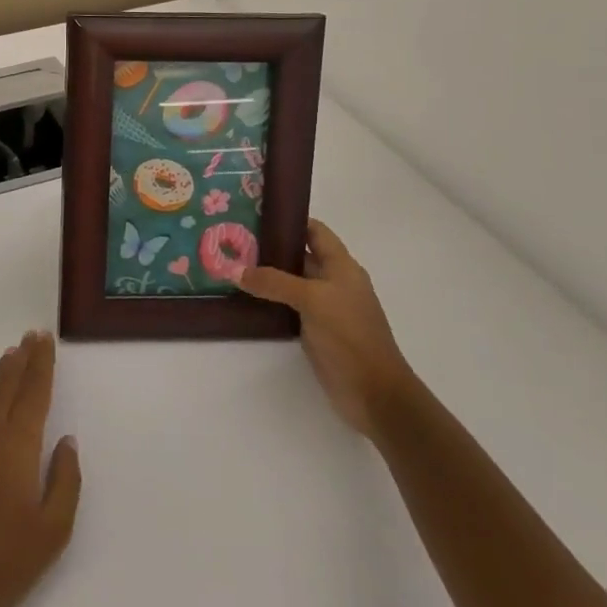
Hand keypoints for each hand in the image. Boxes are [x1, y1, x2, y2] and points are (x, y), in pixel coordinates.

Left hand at [0, 330, 81, 606]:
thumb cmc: (8, 564)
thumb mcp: (54, 530)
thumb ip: (64, 479)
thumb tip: (66, 439)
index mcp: (15, 447)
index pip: (32, 393)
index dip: (40, 364)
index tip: (45, 339)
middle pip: (5, 386)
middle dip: (20, 359)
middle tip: (30, 337)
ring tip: (9, 357)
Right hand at [240, 219, 415, 437]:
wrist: (374, 392)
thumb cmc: (349, 335)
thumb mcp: (311, 300)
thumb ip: (273, 282)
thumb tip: (235, 270)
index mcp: (342, 267)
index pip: (315, 231)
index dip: (290, 220)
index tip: (256, 214)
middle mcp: (334, 282)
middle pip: (300, 255)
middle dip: (270, 247)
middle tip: (233, 240)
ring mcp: (325, 307)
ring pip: (291, 282)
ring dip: (266, 275)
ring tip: (232, 265)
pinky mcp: (315, 330)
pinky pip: (288, 306)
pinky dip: (269, 299)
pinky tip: (244, 297)